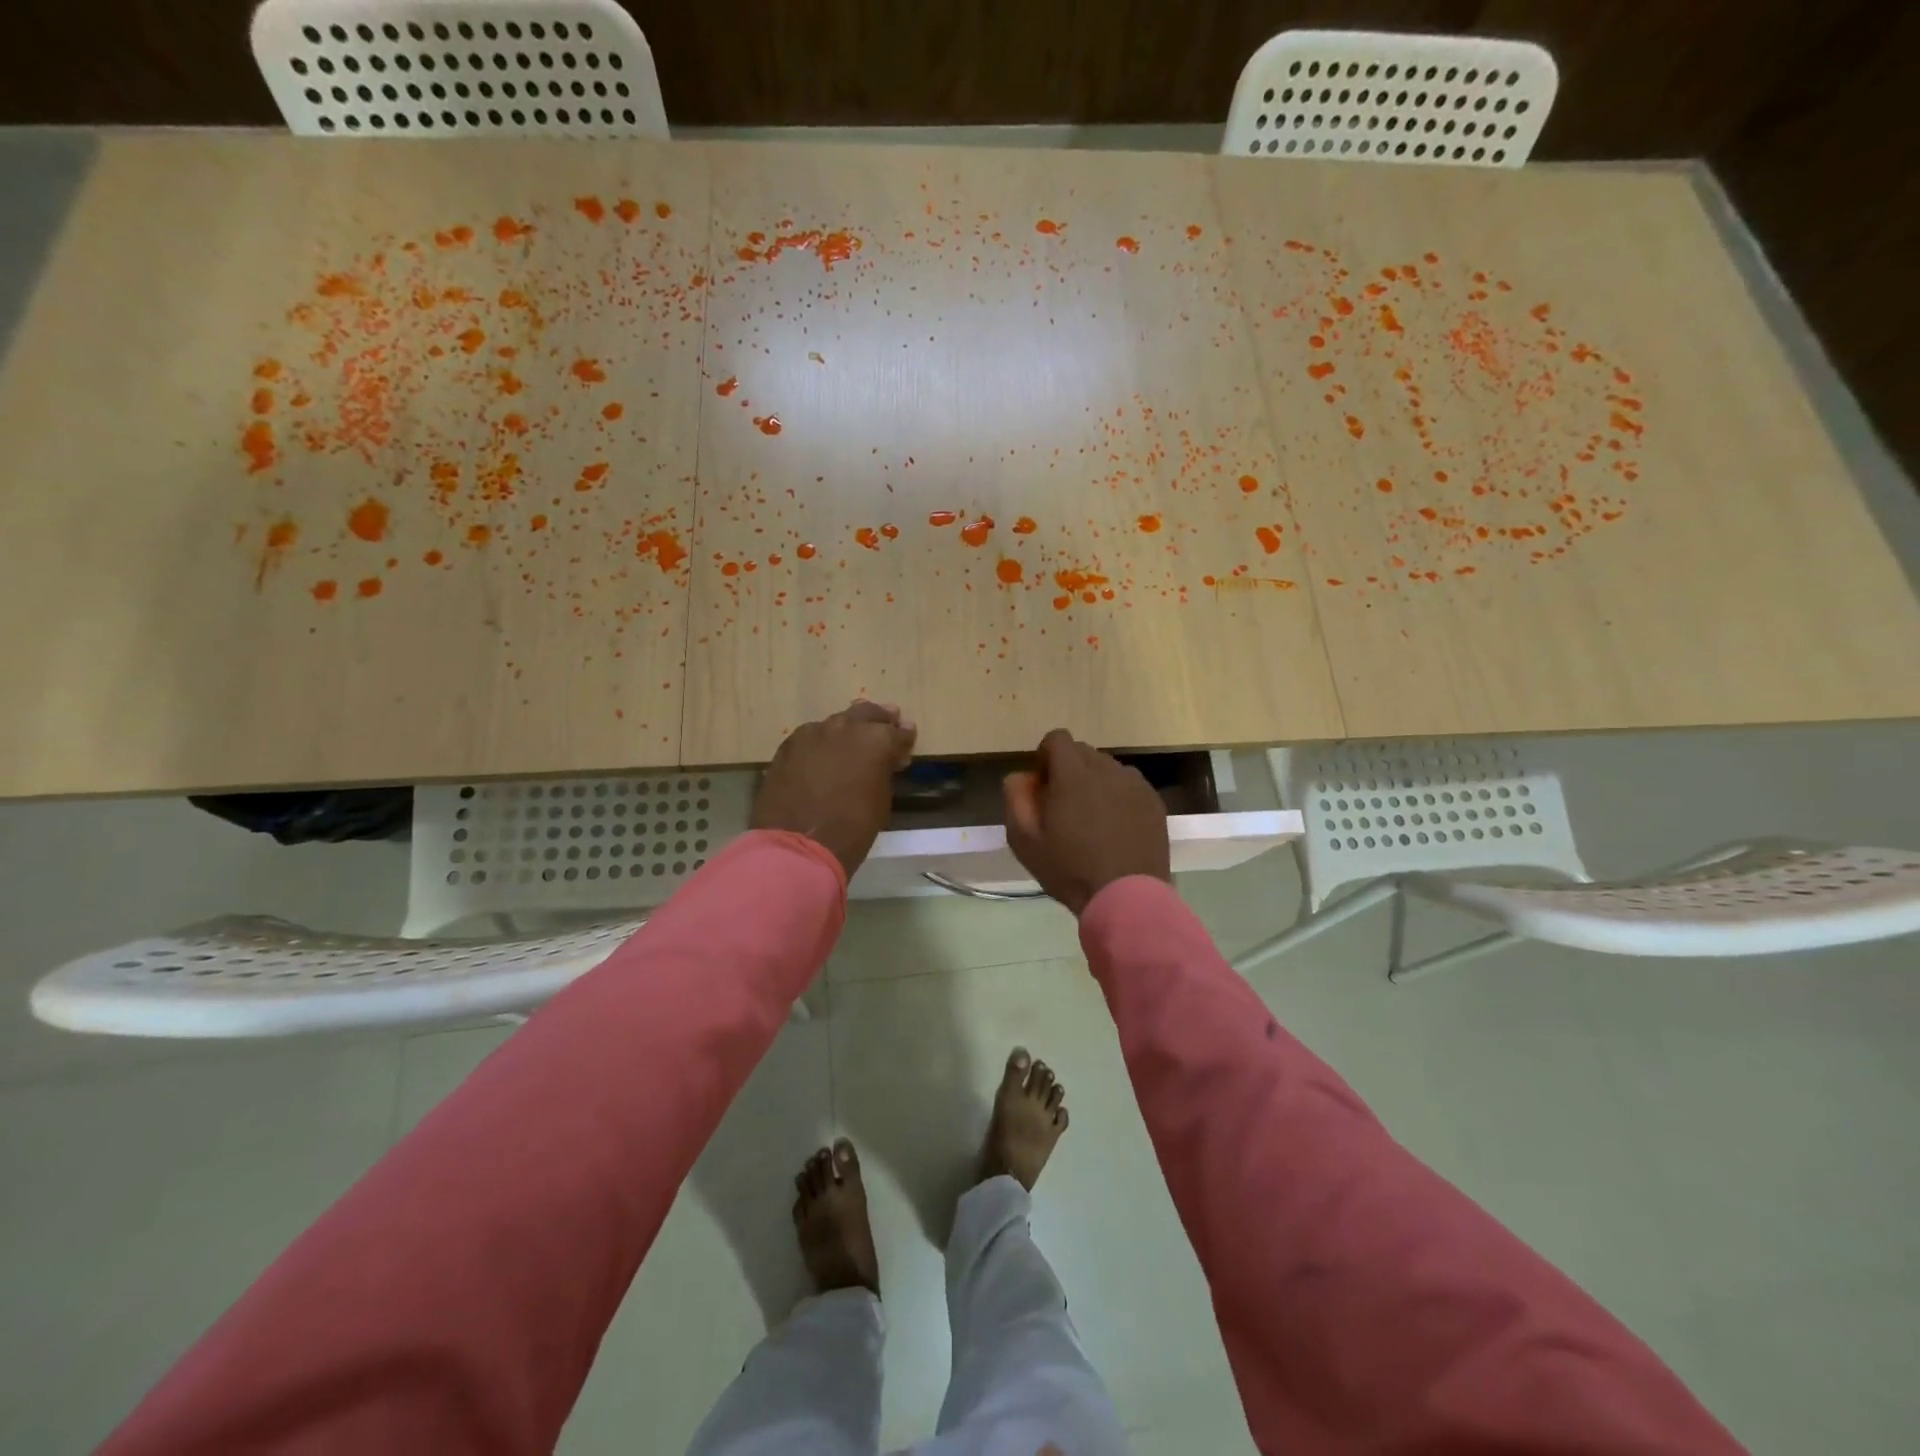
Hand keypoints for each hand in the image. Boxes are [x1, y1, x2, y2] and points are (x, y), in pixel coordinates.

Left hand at [752, 701, 916, 878]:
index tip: (906, 743)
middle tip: (886, 724)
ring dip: (848, 729)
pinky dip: (822, 742)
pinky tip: (822, 754)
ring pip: (836, 722)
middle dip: (879, 720)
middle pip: (867, 713)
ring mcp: (813, 733)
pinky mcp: (789, 745)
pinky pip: (811, 736)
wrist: (799, 845)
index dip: (904, 738)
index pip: (898, 732)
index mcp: (877, 740)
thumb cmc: (852, 829)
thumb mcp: (881, 799)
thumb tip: (884, 762)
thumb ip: (884, 771)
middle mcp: (846, 727)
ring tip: (852, 739)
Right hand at [1003, 729, 1170, 915]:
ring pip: (1108, 768)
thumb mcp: (1025, 841)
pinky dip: (1118, 796)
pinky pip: (1130, 786)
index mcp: (1073, 774)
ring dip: (1095, 782)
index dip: (1045, 757)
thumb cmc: (1070, 869)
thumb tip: (1020, 776)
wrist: (1127, 897)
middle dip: (1069, 770)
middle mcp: (1107, 769)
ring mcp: (1135, 785)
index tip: (1043, 786)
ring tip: (1092, 819)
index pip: (1057, 739)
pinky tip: (1115, 828)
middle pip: (1083, 752)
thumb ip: (1016, 800)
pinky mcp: (1154, 802)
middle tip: (1064, 806)